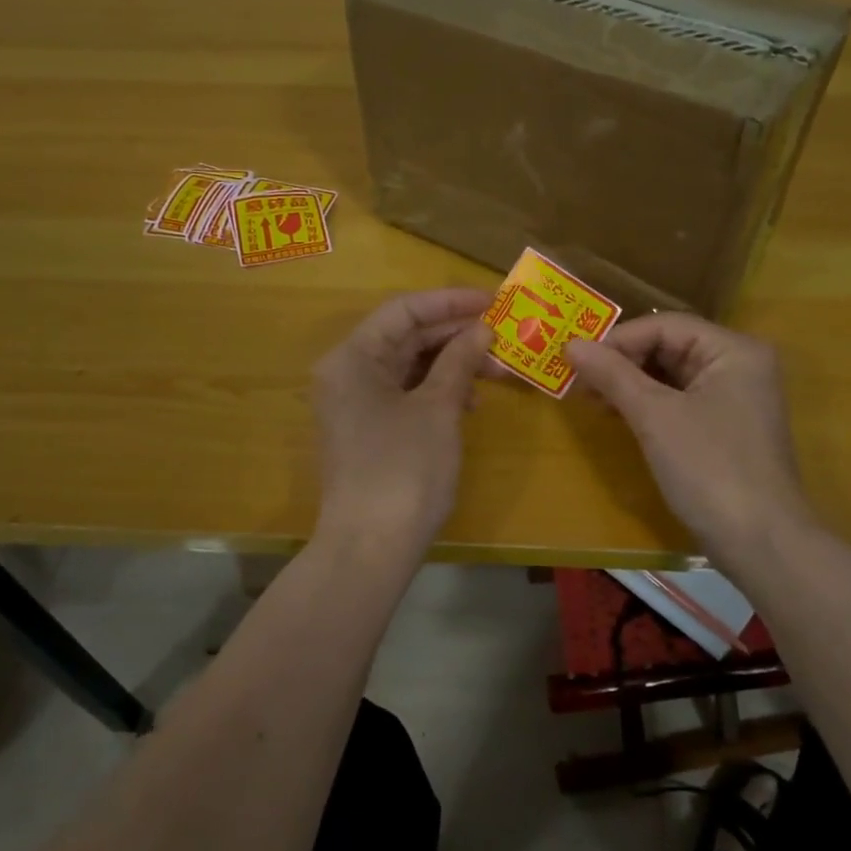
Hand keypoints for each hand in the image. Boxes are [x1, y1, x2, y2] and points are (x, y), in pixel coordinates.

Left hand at [310, 288, 493, 558]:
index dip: (450, 302)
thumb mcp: (437, 409)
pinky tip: (470, 402)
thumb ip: (459, 361)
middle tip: (502, 336)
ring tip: (496, 370)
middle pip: (405, 337)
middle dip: (455, 335)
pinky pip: (406, 395)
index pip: (404, 311)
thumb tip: (481, 328)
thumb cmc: (403, 470)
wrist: (370, 548)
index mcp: (353, 358)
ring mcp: (356, 405)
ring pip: (409, 367)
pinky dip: (437, 392)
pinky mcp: (369, 431)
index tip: (493, 301)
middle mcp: (347, 374)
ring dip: (451, 364)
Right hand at [564, 314, 819, 570]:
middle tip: (579, 381)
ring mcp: (735, 398)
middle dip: (623, 362)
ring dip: (631, 384)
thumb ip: (613, 375)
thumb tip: (570, 344)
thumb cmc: (709, 468)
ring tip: (591, 398)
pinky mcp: (726, 427)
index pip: (665, 325)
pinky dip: (648, 404)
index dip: (618, 340)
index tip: (577, 361)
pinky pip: (680, 401)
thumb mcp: (655, 416)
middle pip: (669, 346)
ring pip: (672, 375)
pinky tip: (618, 415)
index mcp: (733, 350)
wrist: (760, 543)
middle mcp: (739, 365)